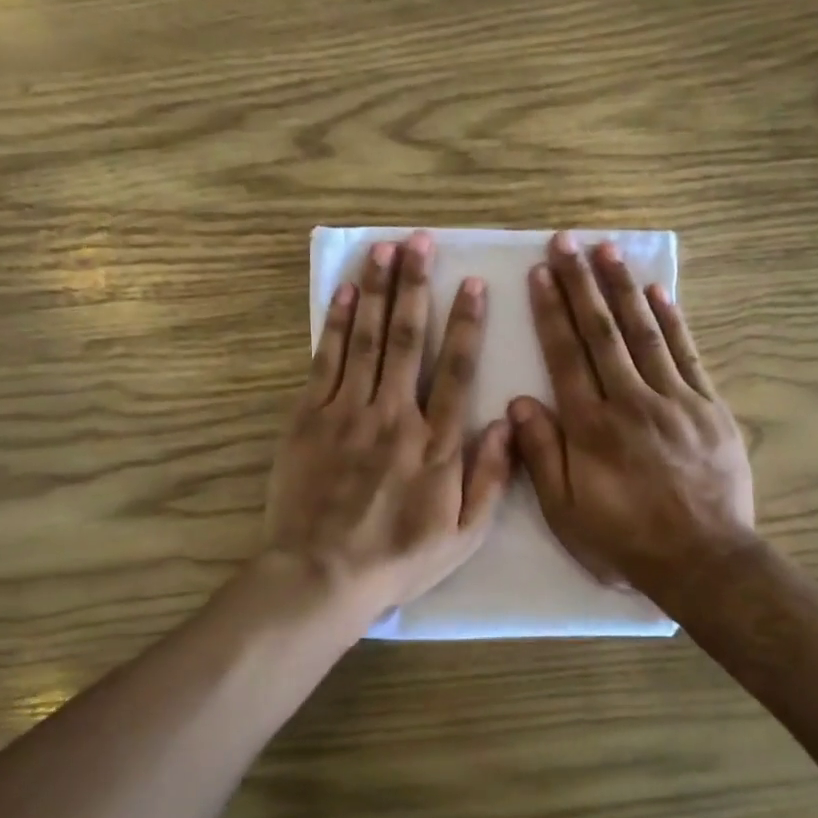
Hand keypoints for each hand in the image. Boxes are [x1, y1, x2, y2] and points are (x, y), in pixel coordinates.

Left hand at [265, 232, 513, 627]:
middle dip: (416, 286)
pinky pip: (326, 361)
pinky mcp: (309, 418)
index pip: (456, 370)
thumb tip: (508, 423)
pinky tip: (343, 292)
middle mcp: (395, 415)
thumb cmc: (398, 558)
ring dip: (376, 290)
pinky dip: (335, 323)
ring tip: (384, 250)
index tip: (472, 284)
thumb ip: (490, 478)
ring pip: (365, 339)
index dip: (466, 324)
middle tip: (420, 243)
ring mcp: (348, 413)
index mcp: (436, 443)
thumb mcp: (462, 534)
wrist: (322, 574)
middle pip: (407, 340)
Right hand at [510, 233, 756, 602]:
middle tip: (568, 242)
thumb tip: (518, 403)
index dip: (551, 312)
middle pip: (602, 332)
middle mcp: (631, 401)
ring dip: (623, 289)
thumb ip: (542, 454)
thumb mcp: (566, 511)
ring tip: (608, 251)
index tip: (541, 274)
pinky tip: (659, 292)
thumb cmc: (625, 540)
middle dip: (582, 284)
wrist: (703, 560)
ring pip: (644, 333)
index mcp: (592, 427)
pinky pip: (688, 355)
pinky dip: (673, 321)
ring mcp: (675, 400)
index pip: (566, 356)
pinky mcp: (709, 407)